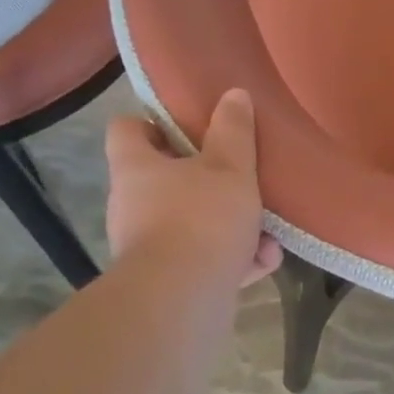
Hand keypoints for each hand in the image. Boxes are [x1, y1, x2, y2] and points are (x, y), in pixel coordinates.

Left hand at [104, 90, 282, 286]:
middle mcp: (132, 204)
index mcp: (137, 168)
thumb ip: (234, 130)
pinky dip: (232, 258)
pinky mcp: (167, 281)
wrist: (183, 299)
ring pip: (190, 223)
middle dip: (206, 179)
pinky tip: (263, 261)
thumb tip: (233, 94)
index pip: (126, 130)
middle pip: (164, 179)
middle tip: (240, 175)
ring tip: (267, 229)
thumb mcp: (230, 166)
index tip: (188, 124)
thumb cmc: (202, 217)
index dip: (153, 122)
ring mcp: (147, 245)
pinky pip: (203, 259)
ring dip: (229, 223)